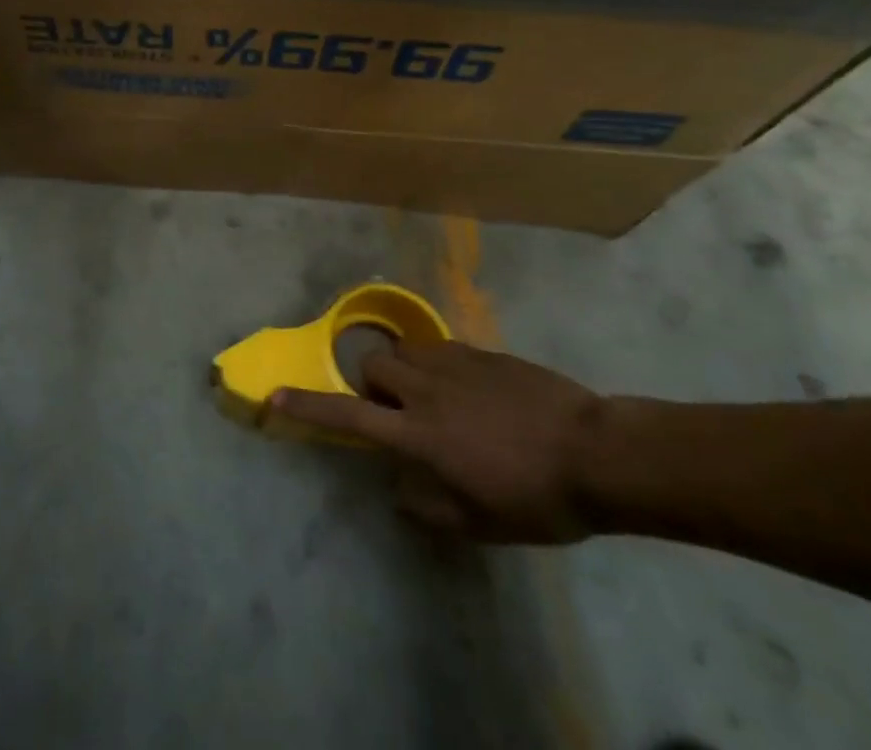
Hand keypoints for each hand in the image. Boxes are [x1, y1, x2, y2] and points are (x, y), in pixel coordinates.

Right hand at [272, 342, 606, 543]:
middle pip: (372, 364)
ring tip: (435, 398)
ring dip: (406, 372)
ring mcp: (454, 363)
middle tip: (400, 413)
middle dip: (373, 384)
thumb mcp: (481, 522)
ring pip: (405, 350)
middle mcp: (426, 389)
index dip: (307, 407)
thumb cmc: (536, 497)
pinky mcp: (481, 351)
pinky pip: (440, 348)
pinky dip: (439, 366)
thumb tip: (399, 489)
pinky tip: (471, 390)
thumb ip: (429, 506)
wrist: (597, 452)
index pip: (349, 416)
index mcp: (420, 434)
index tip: (273, 397)